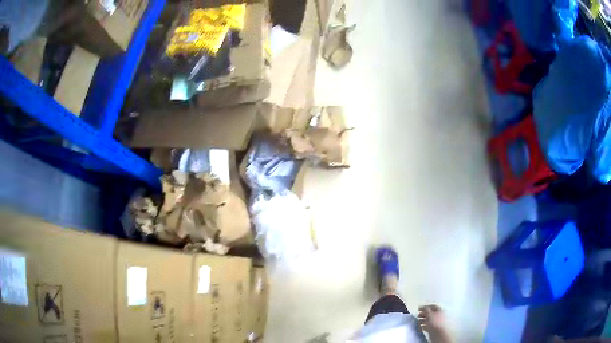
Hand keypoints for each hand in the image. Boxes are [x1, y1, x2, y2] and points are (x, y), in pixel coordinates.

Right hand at [418, 305, 451, 342]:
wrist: (439, 334)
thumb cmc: (436, 322)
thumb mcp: (430, 314)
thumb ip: (426, 310)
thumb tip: (422, 307)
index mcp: (440, 310)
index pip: (433, 306)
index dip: (426, 306)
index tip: (419, 308)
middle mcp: (439, 316)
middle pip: (430, 313)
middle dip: (424, 314)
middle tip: (418, 315)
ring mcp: (436, 323)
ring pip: (428, 320)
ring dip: (423, 320)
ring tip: (418, 321)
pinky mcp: (433, 329)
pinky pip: (428, 326)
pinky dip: (424, 326)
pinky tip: (421, 326)